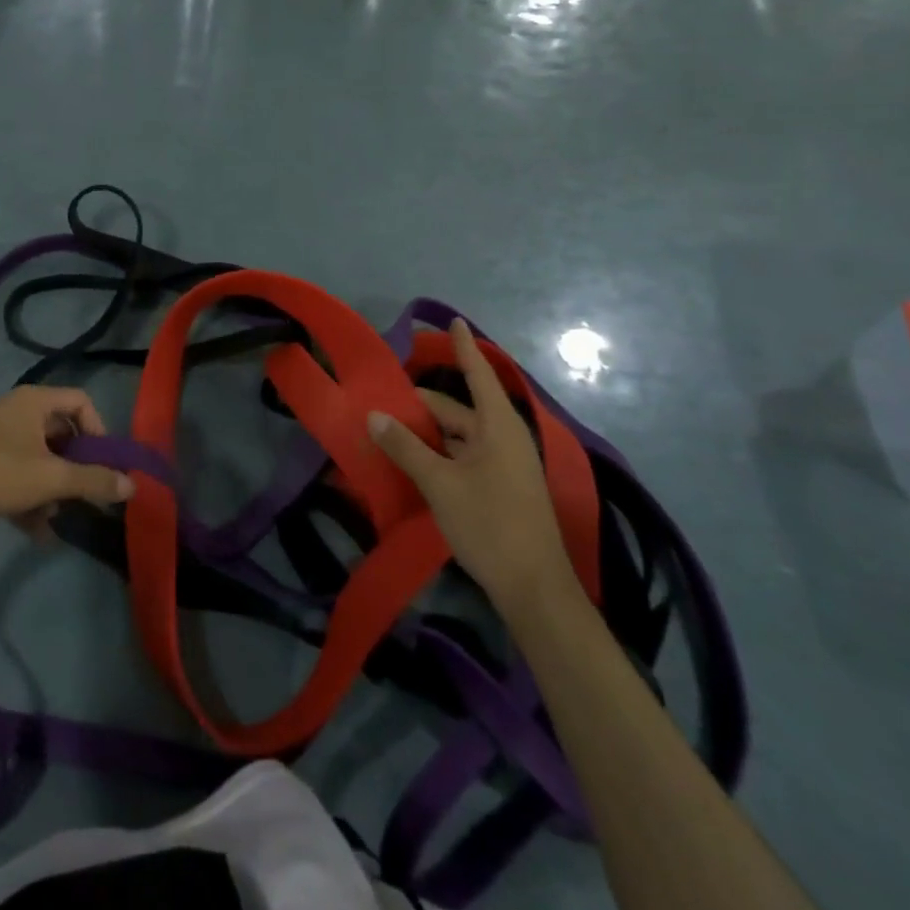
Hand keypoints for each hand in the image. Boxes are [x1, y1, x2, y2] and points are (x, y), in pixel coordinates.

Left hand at [0, 387, 132, 540]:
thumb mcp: (51, 478)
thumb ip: (94, 481)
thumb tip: (133, 485)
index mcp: (33, 401)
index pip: (81, 402)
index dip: (99, 430)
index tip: (103, 464)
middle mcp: (14, 410)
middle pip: (59, 433)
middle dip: (74, 467)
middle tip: (84, 493)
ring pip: (37, 458)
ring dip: (52, 488)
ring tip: (55, 519)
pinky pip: (15, 473)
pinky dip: (28, 496)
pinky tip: (34, 532)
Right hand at [368, 319, 576, 620]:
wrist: (534, 589)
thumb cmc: (490, 525)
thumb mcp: (440, 483)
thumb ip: (405, 447)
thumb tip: (374, 415)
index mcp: (498, 426)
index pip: (477, 374)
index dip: (462, 347)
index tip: (452, 320)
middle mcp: (503, 438)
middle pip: (457, 409)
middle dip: (420, 404)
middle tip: (380, 400)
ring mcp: (503, 465)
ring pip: (457, 436)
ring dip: (426, 433)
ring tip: (387, 430)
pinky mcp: (498, 488)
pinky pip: (463, 457)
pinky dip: (437, 454)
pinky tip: (410, 461)